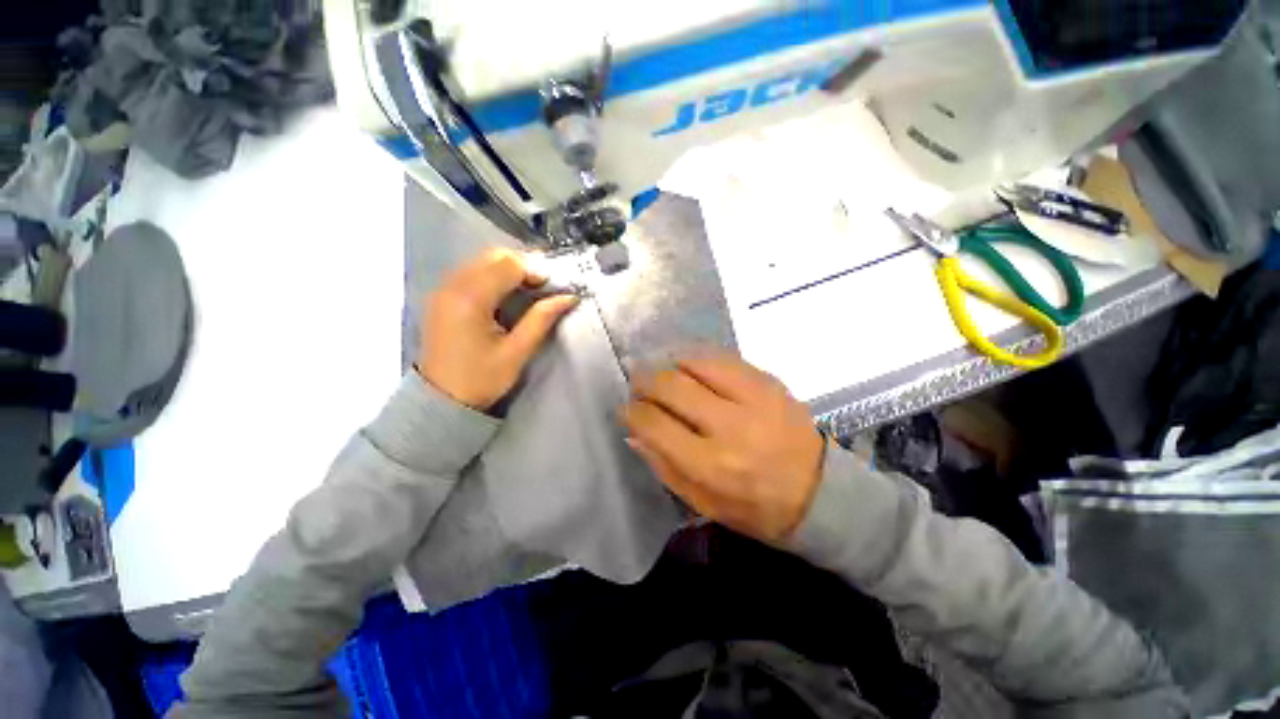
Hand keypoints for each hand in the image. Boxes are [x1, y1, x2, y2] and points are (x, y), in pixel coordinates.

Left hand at [418, 248, 577, 410]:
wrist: (441, 400)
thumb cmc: (481, 379)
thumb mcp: (517, 352)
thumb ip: (542, 319)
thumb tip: (568, 297)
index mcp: (471, 299)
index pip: (508, 265)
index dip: (536, 270)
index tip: (554, 287)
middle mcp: (453, 285)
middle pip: (494, 256)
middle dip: (524, 265)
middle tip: (545, 285)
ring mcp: (444, 289)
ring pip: (482, 261)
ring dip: (510, 268)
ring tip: (530, 288)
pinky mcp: (442, 296)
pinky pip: (472, 271)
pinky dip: (494, 274)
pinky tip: (507, 292)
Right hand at [622, 353, 824, 542]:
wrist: (820, 492)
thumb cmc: (756, 507)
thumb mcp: (704, 503)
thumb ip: (664, 466)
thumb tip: (634, 432)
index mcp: (712, 465)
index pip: (655, 425)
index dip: (633, 412)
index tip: (627, 408)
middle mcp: (731, 426)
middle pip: (672, 387)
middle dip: (645, 381)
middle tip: (637, 383)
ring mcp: (754, 398)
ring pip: (696, 363)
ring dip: (670, 364)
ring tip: (663, 373)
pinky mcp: (769, 382)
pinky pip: (723, 357)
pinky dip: (698, 358)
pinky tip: (690, 365)